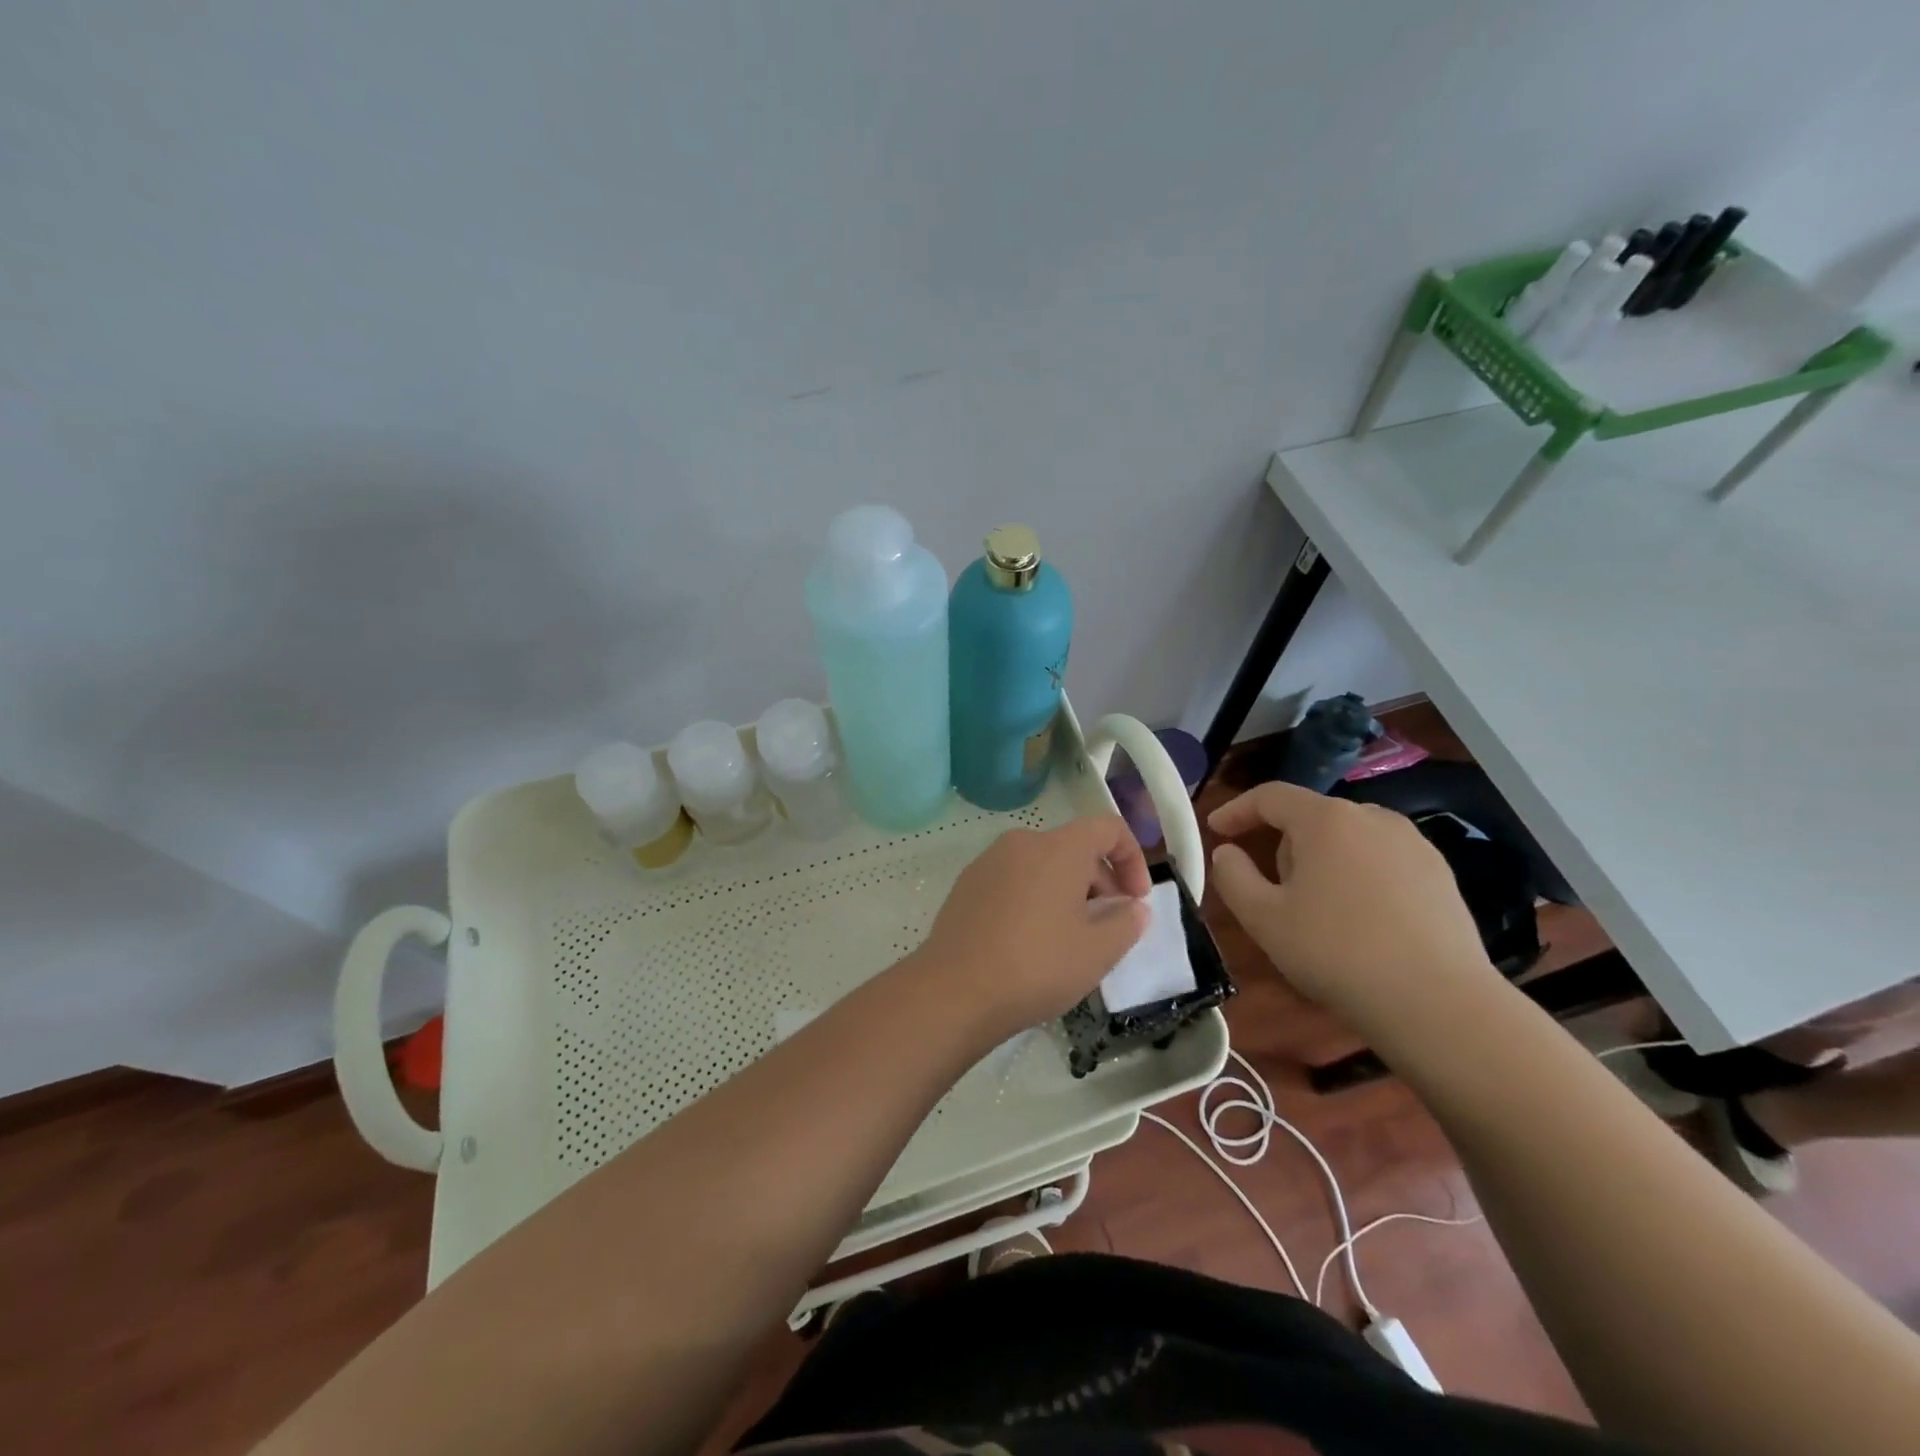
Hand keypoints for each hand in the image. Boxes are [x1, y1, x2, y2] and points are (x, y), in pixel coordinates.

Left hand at [913, 816, 1150, 1042]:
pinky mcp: (967, 885)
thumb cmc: (1035, 965)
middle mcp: (1022, 843)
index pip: (1108, 828)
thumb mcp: (1097, 951)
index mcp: (1058, 848)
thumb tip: (1132, 908)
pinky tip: (1030, 943)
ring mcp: (989, 862)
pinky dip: (1034, 899)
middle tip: (1107, 928)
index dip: (1132, 858)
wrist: (953, 991)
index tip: (1136, 900)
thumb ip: (1127, 923)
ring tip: (1069, 940)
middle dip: (1100, 882)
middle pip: (1074, 848)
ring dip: (1067, 893)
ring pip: (1043, 866)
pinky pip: (1014, 880)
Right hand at [1207, 782, 1496, 1029]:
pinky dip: (1360, 877)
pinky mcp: (1441, 875)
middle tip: (1272, 889)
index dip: (1237, 810)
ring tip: (1318, 909)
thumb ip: (1232, 876)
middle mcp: (1373, 818)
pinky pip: (1383, 861)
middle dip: (1284, 844)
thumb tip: (1228, 853)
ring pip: (1349, 839)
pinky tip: (1362, 922)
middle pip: (1312, 817)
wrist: (1439, 1003)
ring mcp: (1414, 845)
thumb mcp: (1263, 918)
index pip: (1270, 796)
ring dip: (1323, 861)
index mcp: (1326, 820)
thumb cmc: (1336, 953)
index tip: (1215, 829)